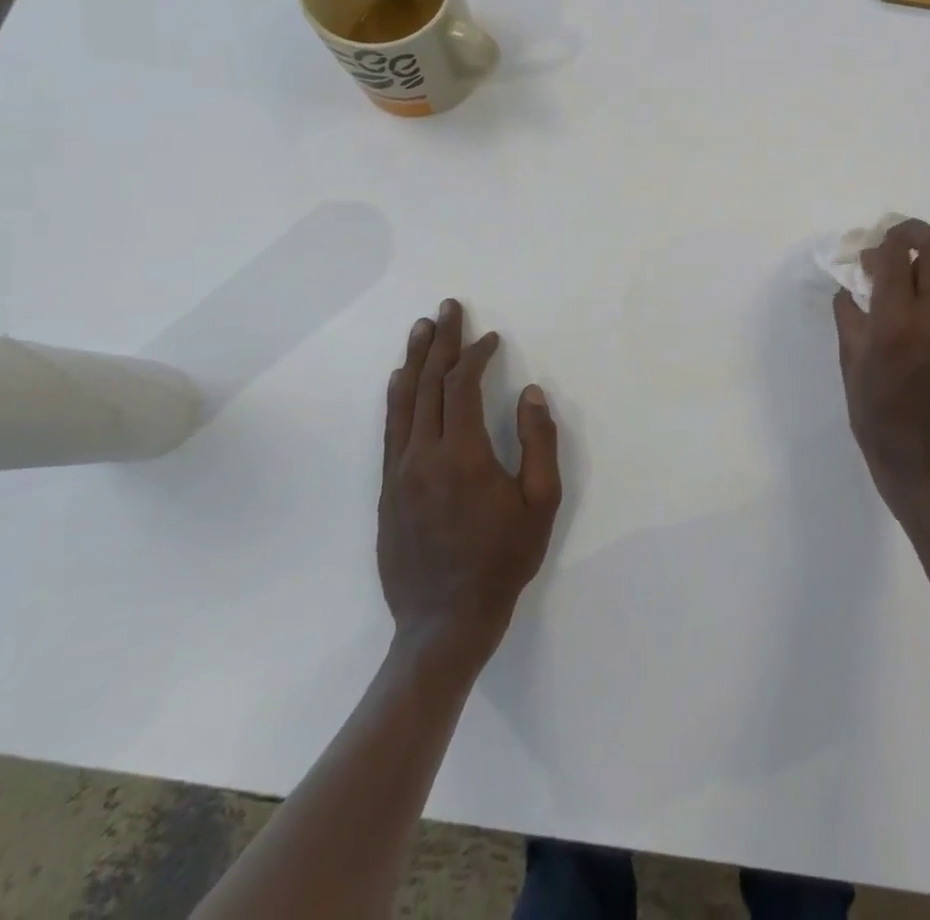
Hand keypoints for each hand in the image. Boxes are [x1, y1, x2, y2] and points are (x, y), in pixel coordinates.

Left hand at [377, 300, 561, 658]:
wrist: (444, 621)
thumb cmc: (502, 560)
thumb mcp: (541, 502)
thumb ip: (539, 442)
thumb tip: (531, 393)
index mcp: (463, 455)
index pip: (463, 386)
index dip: (476, 355)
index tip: (492, 338)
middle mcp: (423, 454)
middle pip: (428, 384)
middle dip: (441, 342)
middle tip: (448, 308)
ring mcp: (399, 472)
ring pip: (403, 403)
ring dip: (414, 361)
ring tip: (422, 329)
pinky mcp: (388, 490)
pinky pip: (391, 430)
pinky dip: (396, 398)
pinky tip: (399, 380)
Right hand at [833, 219, 929, 521]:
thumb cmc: (879, 421)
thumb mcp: (851, 368)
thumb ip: (850, 319)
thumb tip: (849, 288)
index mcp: (897, 325)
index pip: (897, 256)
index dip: (882, 242)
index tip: (868, 251)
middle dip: (914, 233)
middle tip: (892, 243)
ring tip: (908, 266)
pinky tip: (920, 302)